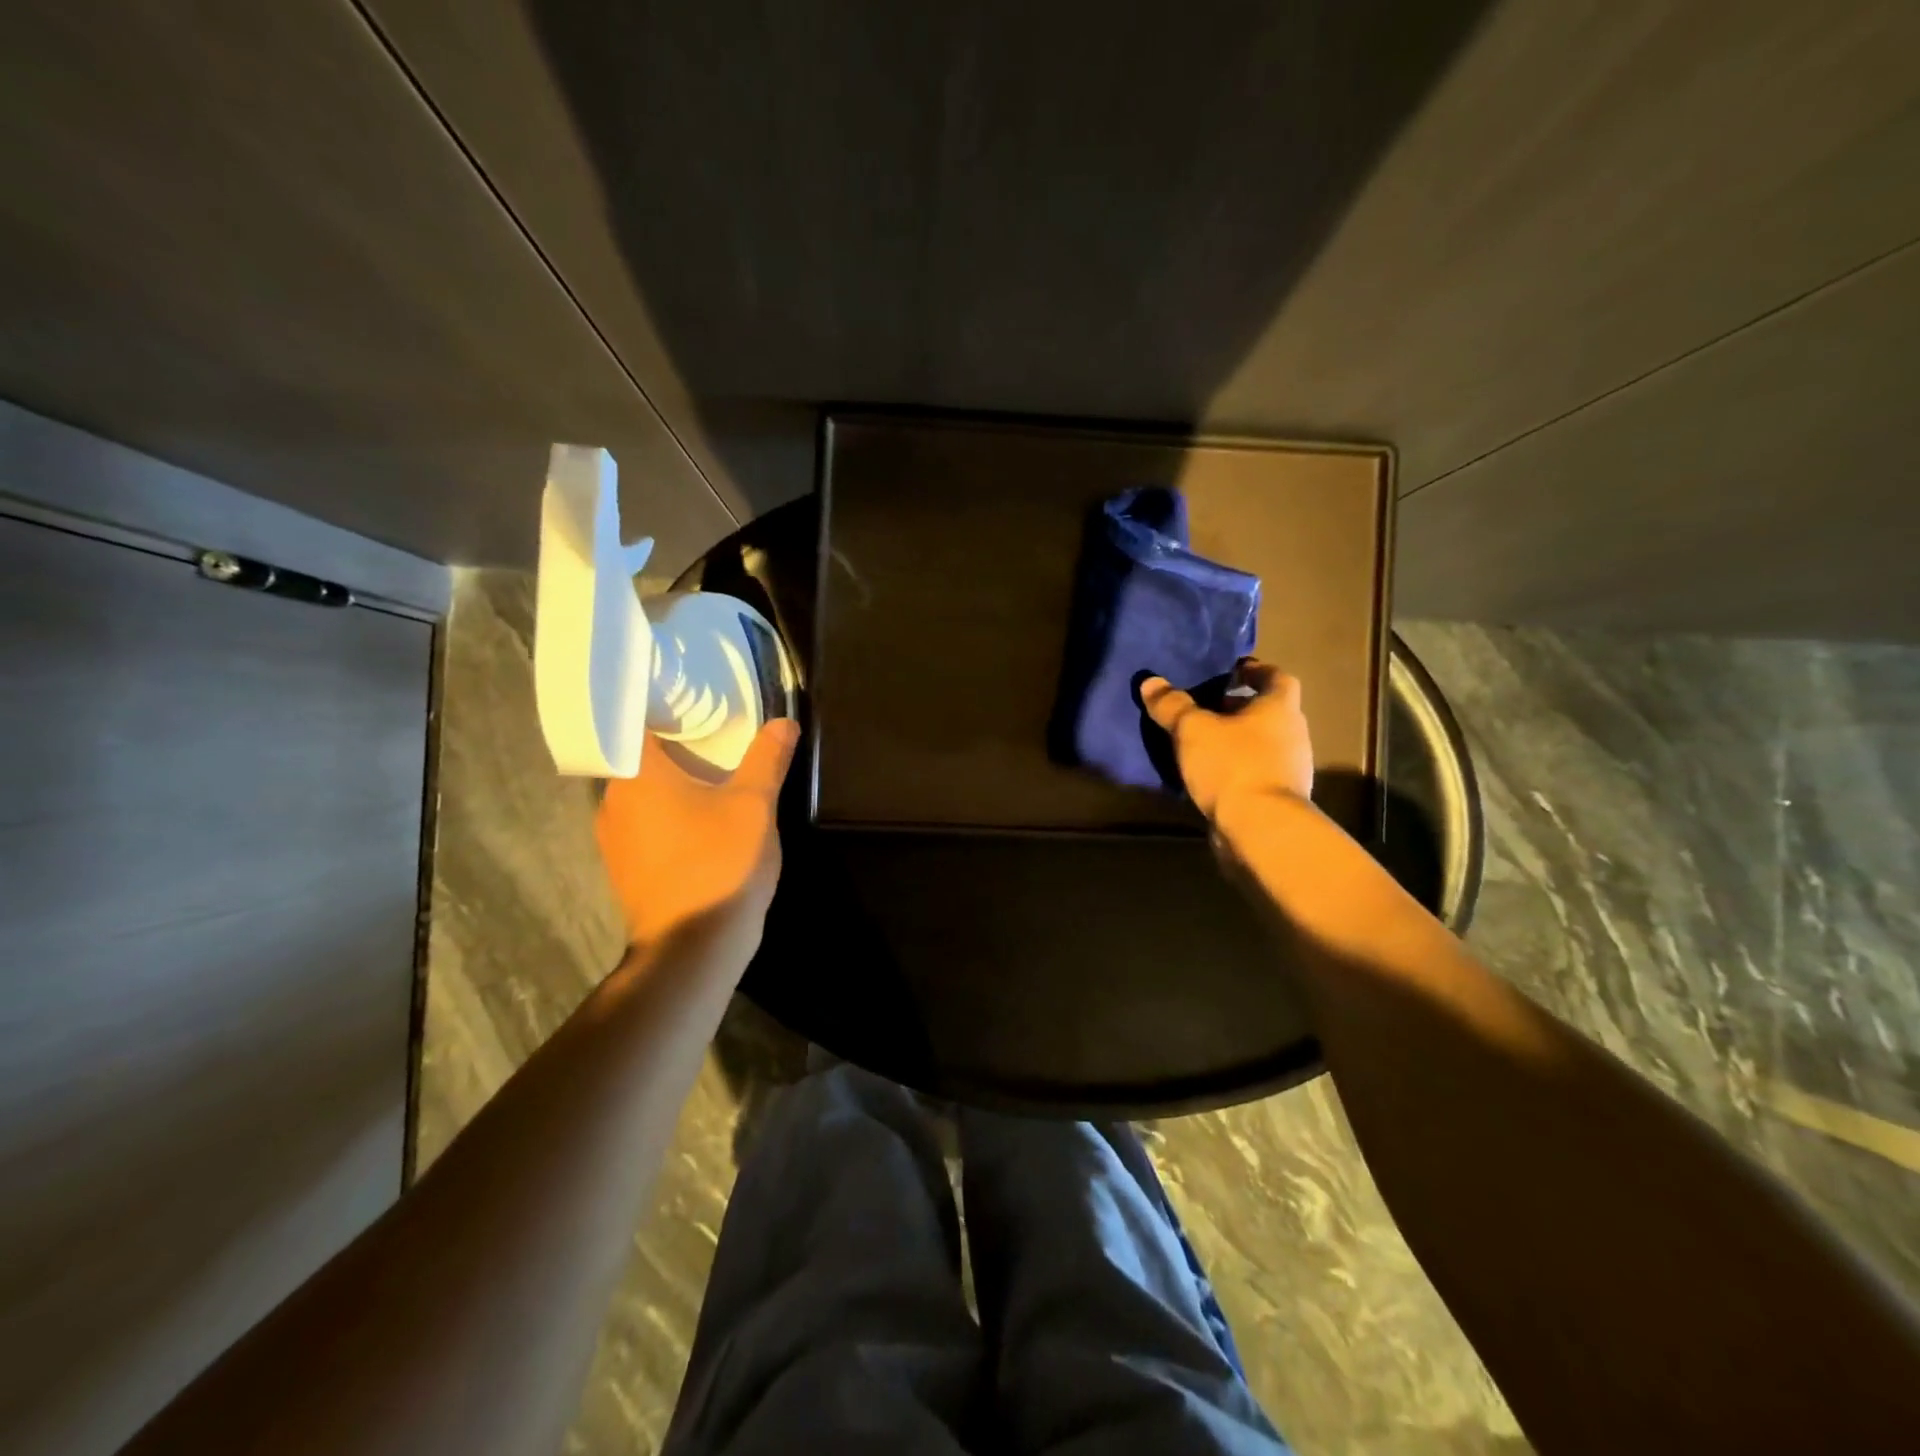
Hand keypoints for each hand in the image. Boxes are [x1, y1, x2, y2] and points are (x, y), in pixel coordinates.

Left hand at [596, 719, 799, 948]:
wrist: (692, 948)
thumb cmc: (720, 864)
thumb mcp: (755, 805)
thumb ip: (767, 759)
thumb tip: (783, 722)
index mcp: (637, 776)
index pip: (635, 722)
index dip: (661, 707)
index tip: (691, 700)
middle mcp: (612, 802)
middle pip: (640, 759)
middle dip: (675, 746)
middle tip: (714, 733)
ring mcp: (613, 840)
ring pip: (642, 795)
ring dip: (672, 784)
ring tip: (711, 773)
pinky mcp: (624, 869)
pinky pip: (644, 825)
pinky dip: (668, 815)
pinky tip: (700, 821)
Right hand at [1140, 660, 1312, 818]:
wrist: (1261, 829)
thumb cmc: (1232, 766)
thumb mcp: (1192, 730)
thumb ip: (1172, 706)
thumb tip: (1151, 682)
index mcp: (1279, 709)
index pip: (1277, 678)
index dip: (1257, 670)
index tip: (1234, 671)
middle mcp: (1292, 735)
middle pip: (1269, 712)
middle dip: (1240, 708)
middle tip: (1208, 707)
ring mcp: (1289, 770)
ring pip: (1262, 744)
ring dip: (1237, 740)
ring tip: (1203, 743)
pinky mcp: (1279, 799)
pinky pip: (1255, 773)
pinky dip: (1236, 768)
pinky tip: (1210, 776)